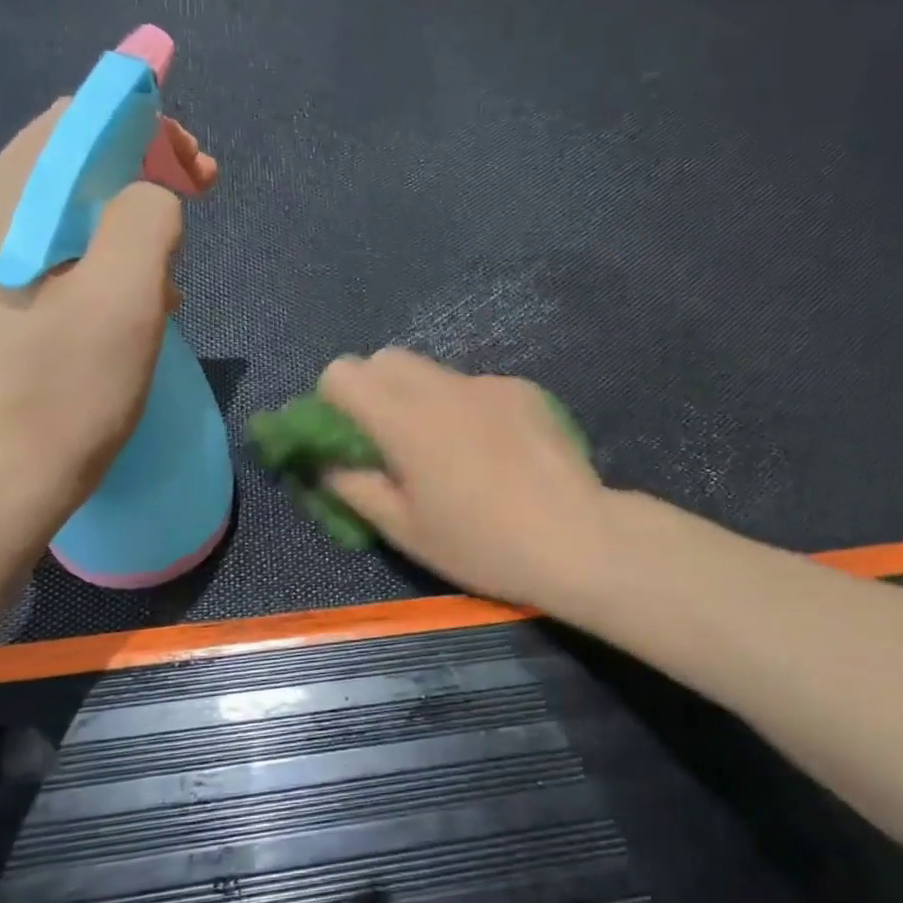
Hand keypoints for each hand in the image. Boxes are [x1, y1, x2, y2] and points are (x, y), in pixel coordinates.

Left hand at [0, 99, 216, 539]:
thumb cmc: (67, 389)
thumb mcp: (127, 293)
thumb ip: (146, 215)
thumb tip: (151, 201)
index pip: (77, 122)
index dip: (149, 129)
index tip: (200, 175)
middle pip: (69, 162)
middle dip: (142, 176)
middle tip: (196, 211)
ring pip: (65, 210)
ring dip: (125, 223)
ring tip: (168, 275)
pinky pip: (52, 252)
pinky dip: (100, 259)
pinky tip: (128, 304)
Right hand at [318, 349, 611, 611]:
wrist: (577, 538)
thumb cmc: (481, 544)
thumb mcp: (405, 530)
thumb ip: (354, 488)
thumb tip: (325, 465)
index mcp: (403, 419)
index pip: (343, 372)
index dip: (333, 399)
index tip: (347, 436)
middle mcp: (442, 387)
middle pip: (385, 359)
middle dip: (374, 389)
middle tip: (390, 441)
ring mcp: (487, 383)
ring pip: (433, 372)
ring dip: (421, 398)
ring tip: (449, 450)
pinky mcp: (523, 390)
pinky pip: (476, 387)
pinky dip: (467, 408)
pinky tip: (496, 452)